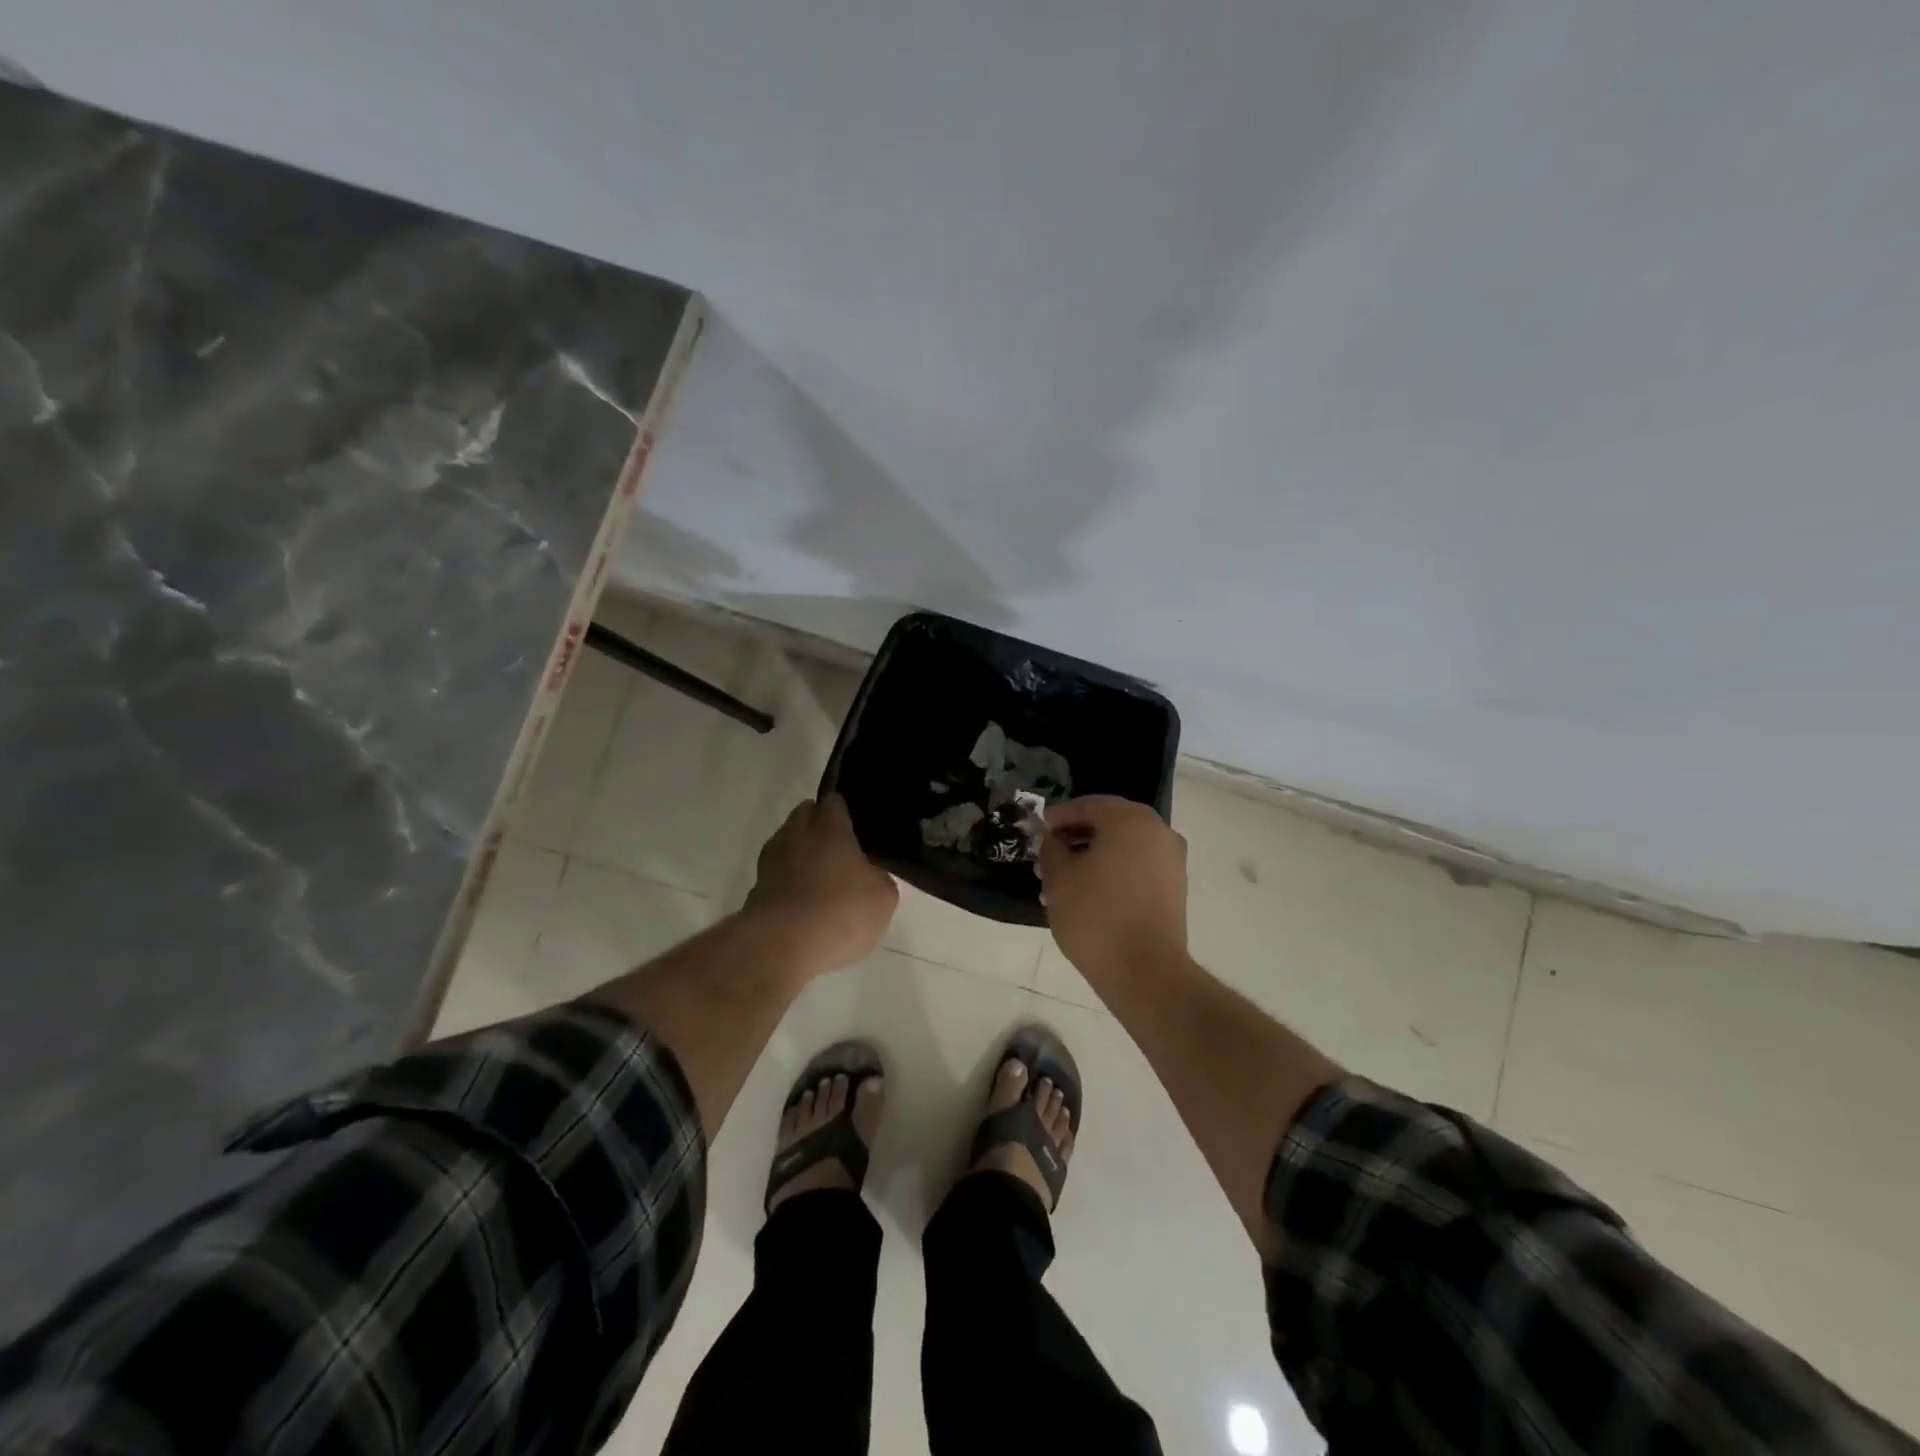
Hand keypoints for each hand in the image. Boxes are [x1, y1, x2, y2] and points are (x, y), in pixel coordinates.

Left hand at [743, 795, 898, 972]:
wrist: (782, 946)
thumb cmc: (841, 910)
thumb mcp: (882, 896)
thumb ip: (878, 877)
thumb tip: (870, 875)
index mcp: (829, 826)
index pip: (834, 802)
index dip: (844, 811)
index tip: (856, 825)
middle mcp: (795, 835)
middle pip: (804, 817)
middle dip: (818, 827)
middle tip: (841, 850)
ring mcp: (770, 862)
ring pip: (786, 846)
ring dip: (800, 857)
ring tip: (821, 881)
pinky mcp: (755, 891)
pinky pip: (776, 878)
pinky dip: (788, 885)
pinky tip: (804, 906)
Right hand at [1038, 796, 1188, 980]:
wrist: (1145, 972)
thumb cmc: (1096, 915)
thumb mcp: (1058, 877)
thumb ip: (1051, 848)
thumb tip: (1054, 839)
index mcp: (1130, 820)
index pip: (1087, 806)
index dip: (1058, 818)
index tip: (1037, 832)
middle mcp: (1157, 831)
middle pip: (1108, 825)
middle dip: (1074, 840)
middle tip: (1047, 859)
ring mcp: (1171, 861)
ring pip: (1122, 849)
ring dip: (1091, 860)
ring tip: (1060, 886)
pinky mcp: (1174, 888)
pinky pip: (1136, 869)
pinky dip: (1111, 874)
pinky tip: (1086, 897)